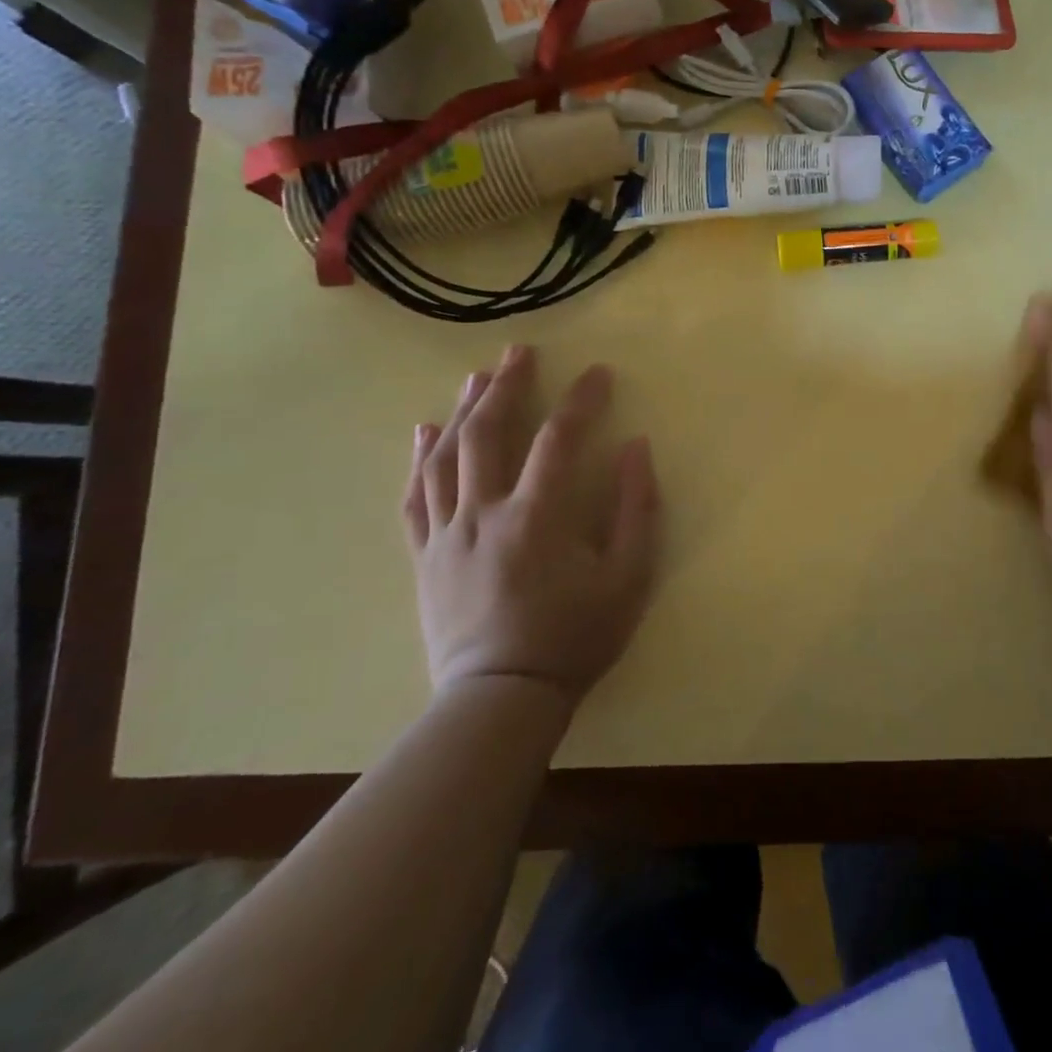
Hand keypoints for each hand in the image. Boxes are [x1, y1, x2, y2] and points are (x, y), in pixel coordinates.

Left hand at [403, 347, 660, 703]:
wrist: (501, 699)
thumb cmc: (574, 638)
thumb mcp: (629, 579)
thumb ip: (636, 508)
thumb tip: (635, 448)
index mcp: (538, 517)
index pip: (560, 439)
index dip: (581, 400)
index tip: (598, 373)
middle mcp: (485, 514)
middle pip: (489, 434)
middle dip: (506, 386)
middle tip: (519, 352)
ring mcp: (448, 534)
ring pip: (446, 458)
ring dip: (463, 410)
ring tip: (476, 376)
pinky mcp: (426, 556)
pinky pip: (415, 498)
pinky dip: (419, 459)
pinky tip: (423, 432)